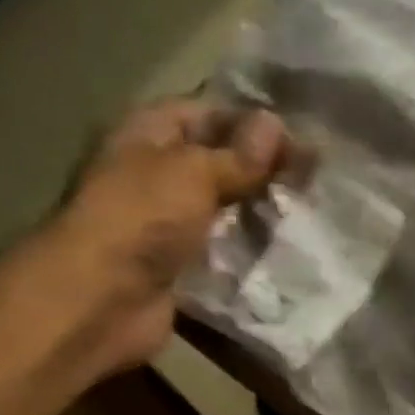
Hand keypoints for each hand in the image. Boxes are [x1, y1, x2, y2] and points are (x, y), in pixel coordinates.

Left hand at [23, 98, 289, 376]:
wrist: (102, 301)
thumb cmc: (141, 219)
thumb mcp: (193, 172)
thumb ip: (237, 155)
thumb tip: (276, 125)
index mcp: (145, 135)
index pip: (203, 113)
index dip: (249, 123)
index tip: (299, 139)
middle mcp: (153, 177)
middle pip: (214, 165)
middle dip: (259, 172)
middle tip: (312, 181)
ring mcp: (163, 228)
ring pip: (220, 213)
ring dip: (256, 216)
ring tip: (307, 216)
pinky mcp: (177, 271)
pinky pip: (218, 256)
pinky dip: (246, 256)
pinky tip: (284, 254)